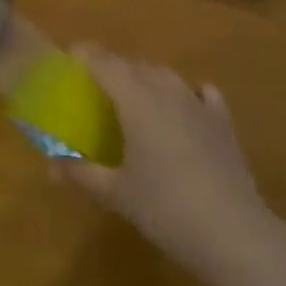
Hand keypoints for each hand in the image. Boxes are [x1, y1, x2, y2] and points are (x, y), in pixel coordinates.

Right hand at [53, 46, 285, 285]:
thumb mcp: (117, 194)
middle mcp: (167, 89)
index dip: (85, 55)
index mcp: (137, 99)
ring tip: (133, 99)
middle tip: (95, 89)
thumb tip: (52, 165)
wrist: (233, 231)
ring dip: (146, 80)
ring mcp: (199, 102)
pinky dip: (186, 93)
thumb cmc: (166, 208)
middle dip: (113, 69)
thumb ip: (82, 174)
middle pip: (135, 66)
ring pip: (166, 76)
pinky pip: (200, 92)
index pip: (105, 62)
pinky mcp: (223, 120)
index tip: (70, 57)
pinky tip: (185, 107)